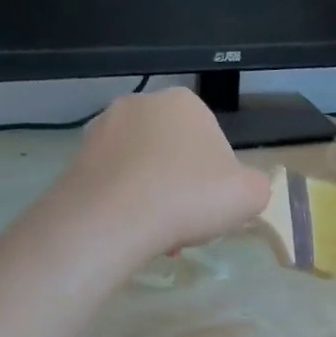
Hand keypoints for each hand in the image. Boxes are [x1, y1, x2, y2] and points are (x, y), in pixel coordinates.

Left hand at [63, 89, 270, 257]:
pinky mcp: (78, 157)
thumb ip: (256, 186)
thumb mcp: (251, 195)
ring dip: (156, 196)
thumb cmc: (191, 196)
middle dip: (183, 185)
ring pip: (144, 168)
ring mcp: (104, 128)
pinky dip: (127, 203)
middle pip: (175, 151)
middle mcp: (141, 104)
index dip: (219, 176)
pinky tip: (135, 230)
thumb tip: (244, 188)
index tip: (216, 204)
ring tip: (161, 233)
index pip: (213, 139)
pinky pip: (115, 182)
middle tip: (190, 221)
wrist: (115, 217)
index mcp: (186, 103)